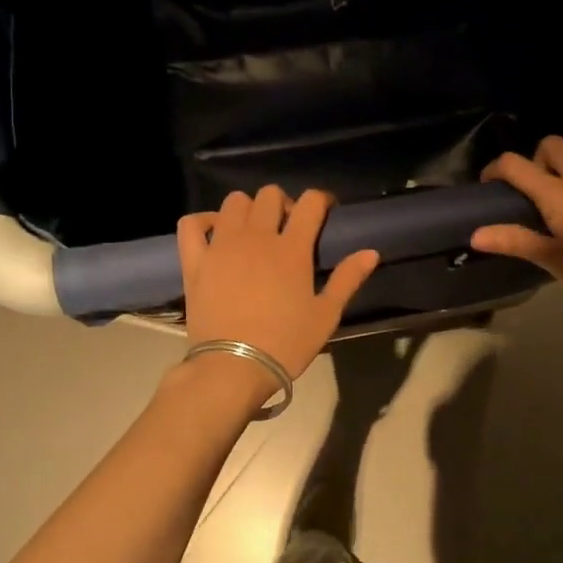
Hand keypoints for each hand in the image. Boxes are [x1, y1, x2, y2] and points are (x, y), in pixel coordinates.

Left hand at [178, 186, 379, 383]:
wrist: (233, 367)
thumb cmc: (285, 343)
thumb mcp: (325, 315)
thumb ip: (347, 279)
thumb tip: (371, 251)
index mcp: (292, 248)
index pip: (310, 203)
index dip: (320, 200)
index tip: (325, 211)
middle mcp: (256, 236)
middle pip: (269, 195)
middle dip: (283, 203)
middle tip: (287, 227)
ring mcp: (222, 246)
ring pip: (233, 202)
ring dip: (247, 209)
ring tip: (252, 231)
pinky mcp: (195, 261)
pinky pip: (192, 223)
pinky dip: (203, 221)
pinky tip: (214, 232)